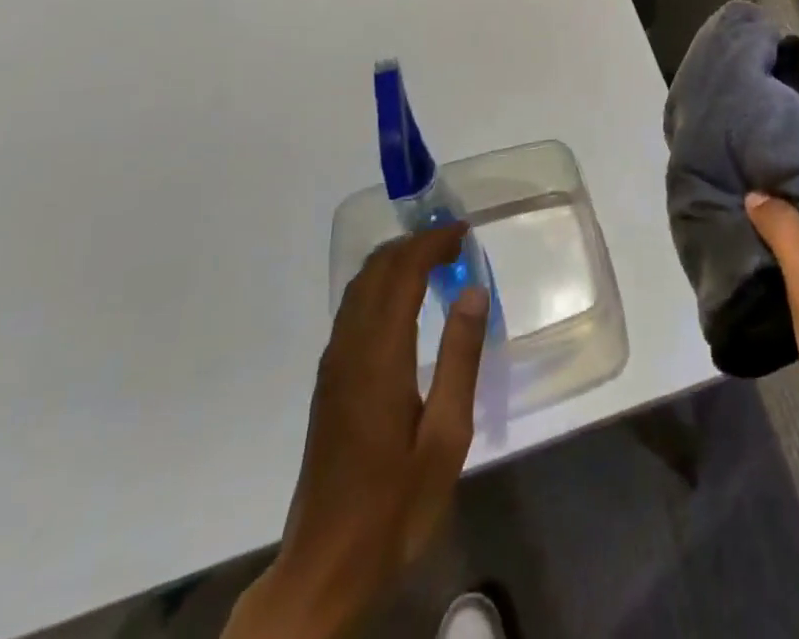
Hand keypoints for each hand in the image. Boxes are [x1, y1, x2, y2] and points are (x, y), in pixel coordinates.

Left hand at [224, 226, 489, 638]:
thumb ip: (460, 359)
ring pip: (359, 288)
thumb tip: (473, 292)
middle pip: (375, 271)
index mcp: (379, 356)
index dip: (431, 244)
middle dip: (413, 245)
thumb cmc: (395, 504)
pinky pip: (352, 309)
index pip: (402, 274)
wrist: (326, 565)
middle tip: (453, 242)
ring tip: (434, 262)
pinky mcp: (329, 382)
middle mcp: (349, 349)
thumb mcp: (446, 437)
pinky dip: (381, 285)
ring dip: (395, 262)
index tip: (463, 233)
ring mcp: (333, 365)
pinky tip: (404, 302)